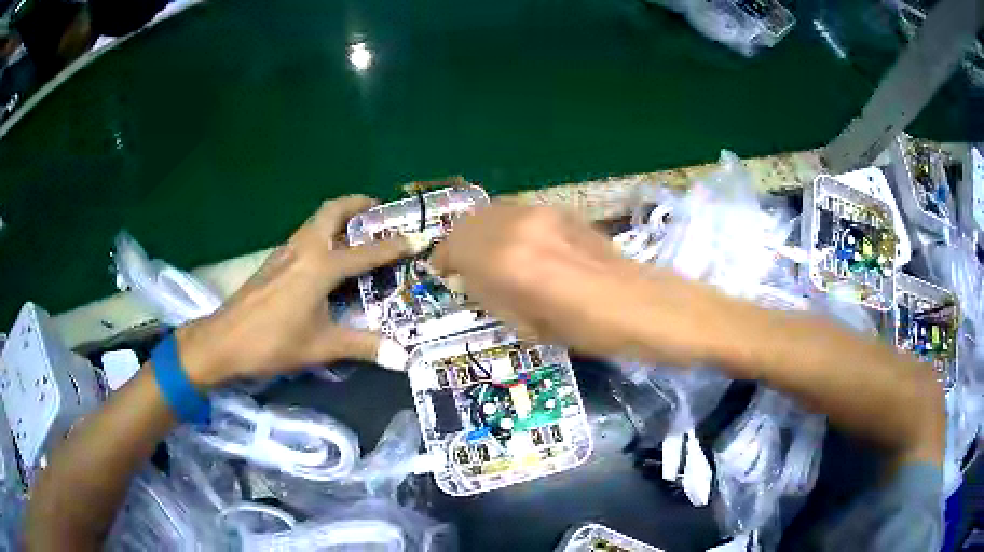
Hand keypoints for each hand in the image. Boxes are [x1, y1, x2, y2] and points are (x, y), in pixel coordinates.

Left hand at [176, 196, 409, 388]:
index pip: (366, 252)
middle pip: (332, 211)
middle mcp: (304, 249)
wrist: (224, 340)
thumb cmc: (273, 342)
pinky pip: (304, 235)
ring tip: (358, 230)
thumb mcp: (322, 346)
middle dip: (357, 204)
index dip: (394, 246)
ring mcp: (285, 252)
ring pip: (315, 221)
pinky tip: (326, 257)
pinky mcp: (273, 261)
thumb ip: (363, 346)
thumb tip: (403, 358)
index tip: (418, 236)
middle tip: (379, 211)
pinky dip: (322, 233)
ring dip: (338, 217)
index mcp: (320, 267)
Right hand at [432, 203, 741, 364]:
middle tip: (462, 265)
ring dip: (482, 231)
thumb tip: (472, 277)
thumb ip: (491, 293)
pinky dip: (506, 226)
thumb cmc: (586, 329)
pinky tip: (518, 246)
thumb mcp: (525, 323)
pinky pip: (518, 212)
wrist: (640, 304)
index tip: (443, 273)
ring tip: (487, 255)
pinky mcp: (561, 210)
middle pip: (471, 222)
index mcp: (505, 260)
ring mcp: (541, 212)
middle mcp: (517, 225)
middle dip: (460, 244)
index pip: (455, 247)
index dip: (444, 261)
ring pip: (493, 211)